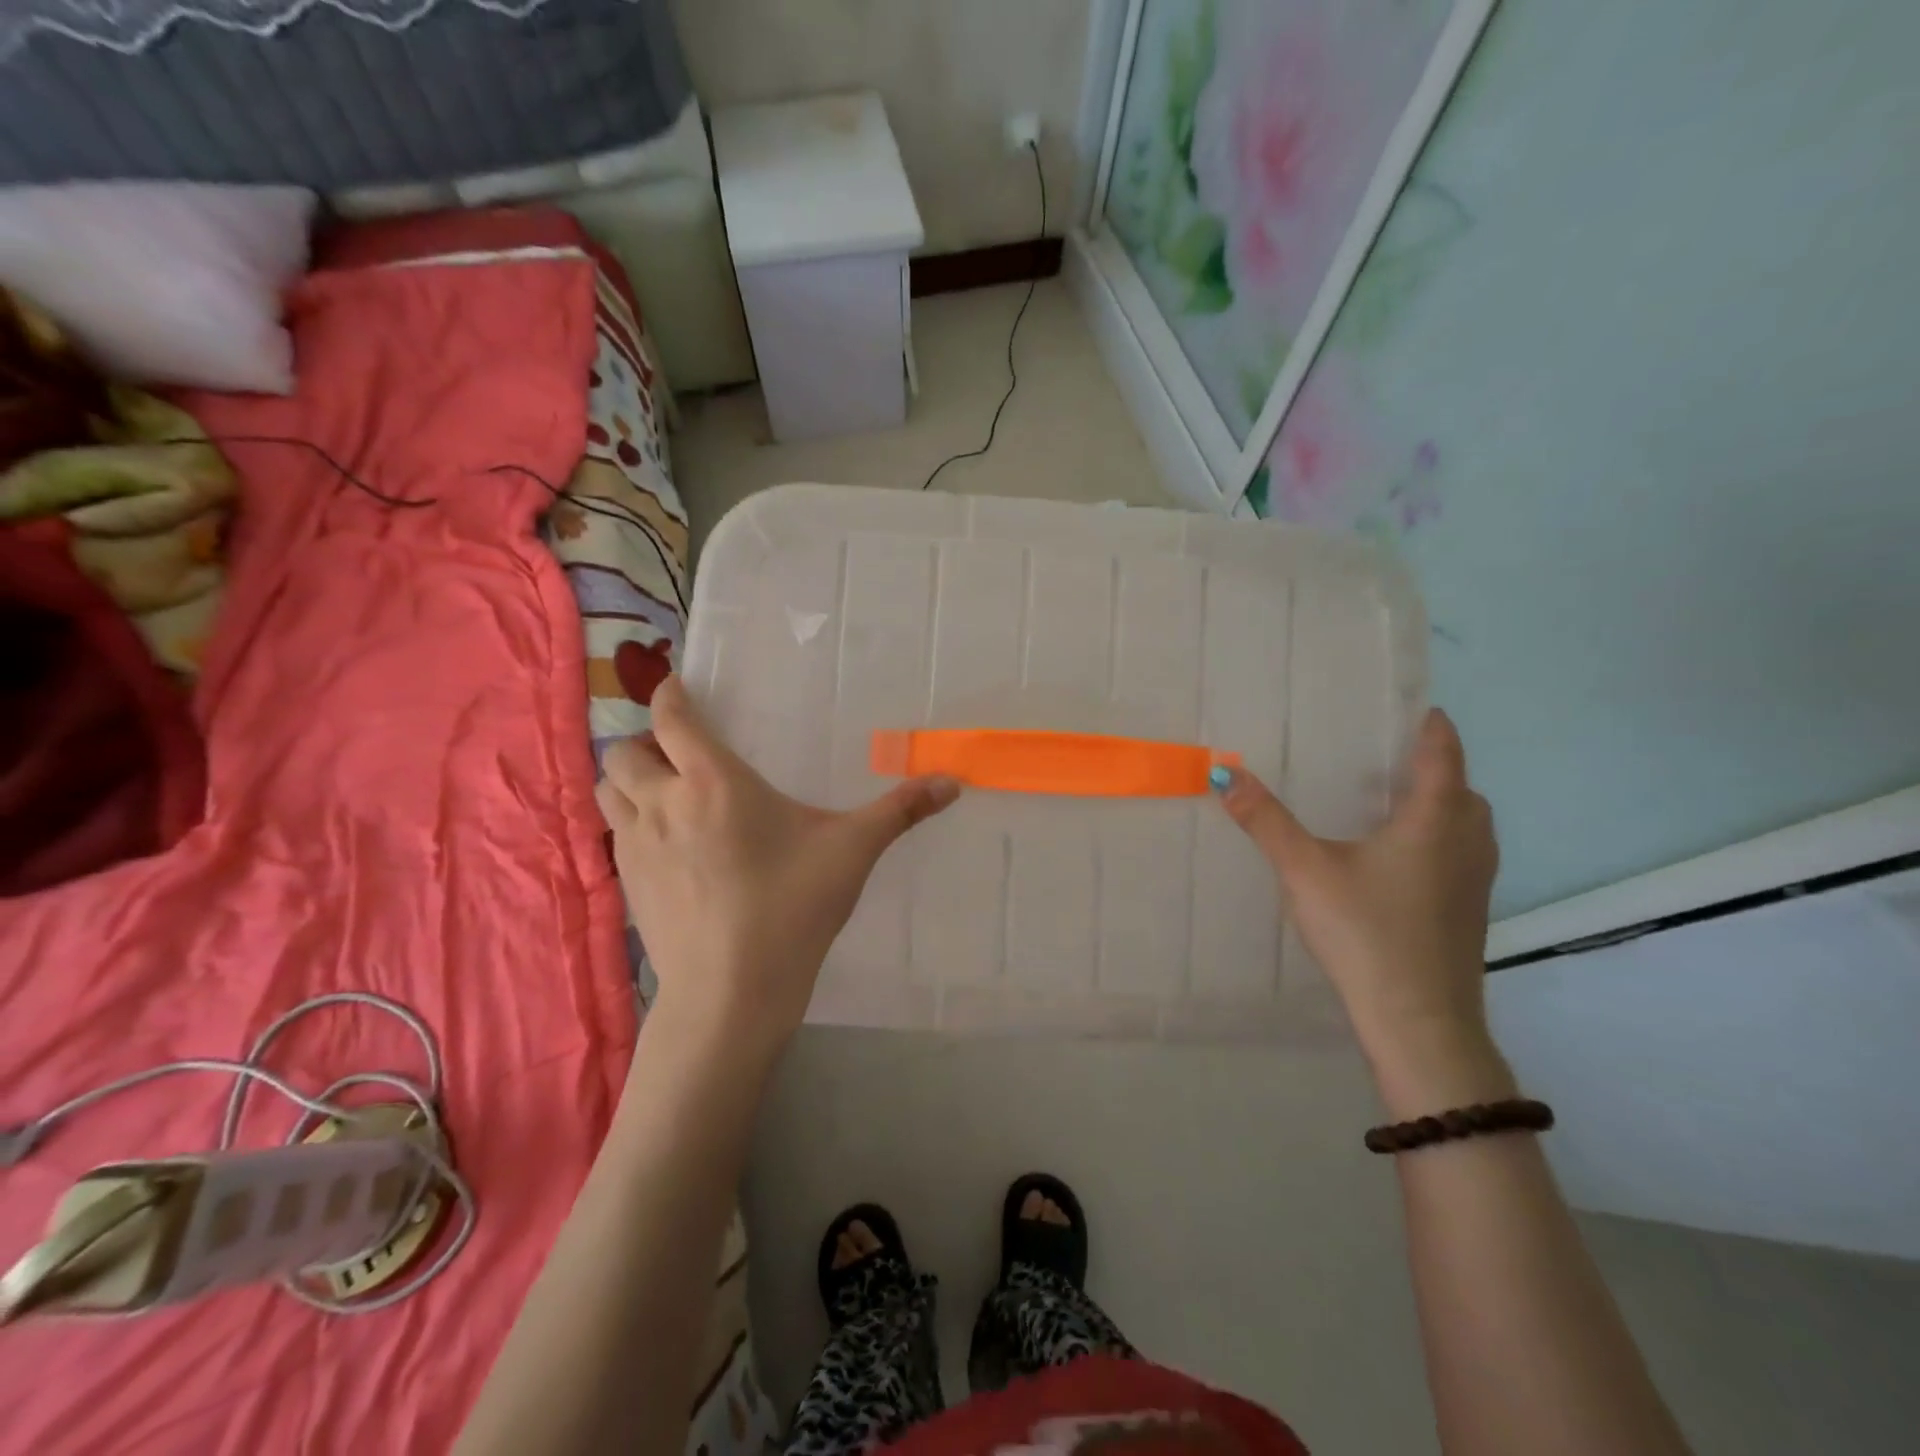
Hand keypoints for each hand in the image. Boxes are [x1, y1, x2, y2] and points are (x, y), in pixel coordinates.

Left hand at [596, 676, 959, 1054]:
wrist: (730, 993)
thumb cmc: (792, 909)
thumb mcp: (852, 853)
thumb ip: (900, 811)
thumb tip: (953, 782)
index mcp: (713, 782)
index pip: (672, 718)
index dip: (671, 694)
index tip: (680, 685)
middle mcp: (664, 803)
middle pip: (625, 750)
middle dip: (646, 742)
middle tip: (681, 754)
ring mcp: (637, 845)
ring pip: (608, 790)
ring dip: (629, 780)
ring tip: (665, 792)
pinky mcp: (627, 884)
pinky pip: (614, 833)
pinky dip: (630, 821)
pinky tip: (667, 844)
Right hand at [1217, 710, 1498, 1067]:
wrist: (1418, 1021)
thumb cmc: (1366, 932)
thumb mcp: (1305, 870)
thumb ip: (1265, 820)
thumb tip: (1224, 773)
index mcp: (1435, 820)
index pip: (1443, 753)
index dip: (1429, 726)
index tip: (1412, 706)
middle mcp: (1468, 842)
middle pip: (1461, 787)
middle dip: (1431, 766)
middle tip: (1382, 756)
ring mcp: (1476, 880)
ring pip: (1467, 823)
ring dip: (1440, 804)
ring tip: (1389, 803)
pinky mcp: (1470, 911)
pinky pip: (1461, 852)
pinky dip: (1438, 837)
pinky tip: (1396, 859)